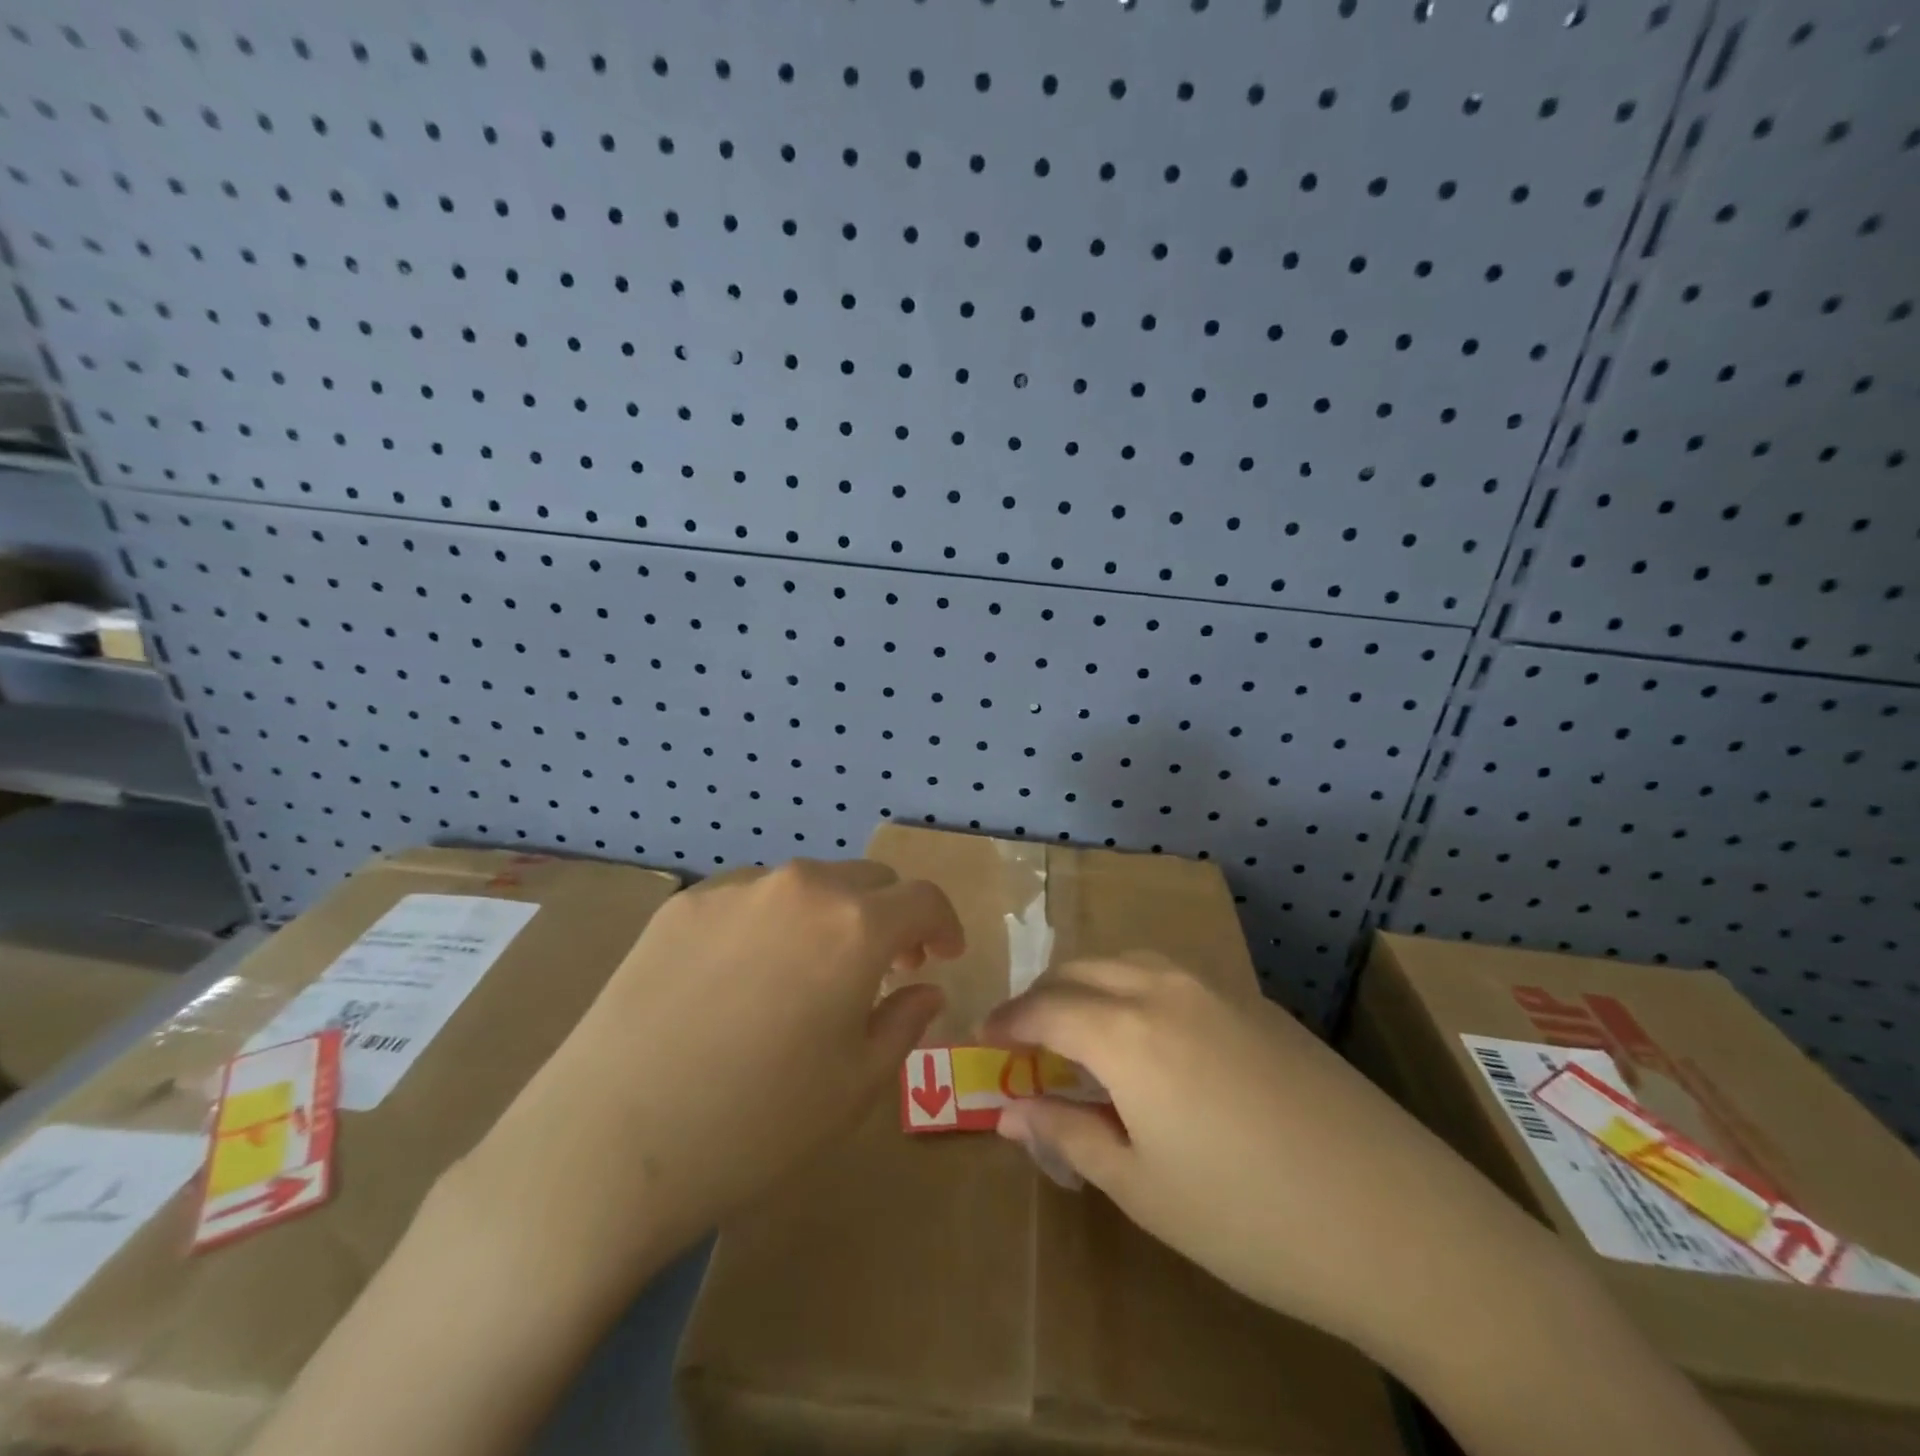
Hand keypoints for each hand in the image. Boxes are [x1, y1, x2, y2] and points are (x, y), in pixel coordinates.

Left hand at [465, 859, 963, 1275]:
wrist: (608, 1146)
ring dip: (829, 918)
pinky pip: (750, 899)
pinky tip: (743, 981)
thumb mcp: (855, 1085)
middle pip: (867, 881)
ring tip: (810, 975)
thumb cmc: (756, 1125)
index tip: (943, 957)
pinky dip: (771, 924)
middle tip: (885, 969)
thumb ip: (904, 1023)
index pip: (923, 899)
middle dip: (889, 918)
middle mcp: (799, 887)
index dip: (944, 925)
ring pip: (807, 886)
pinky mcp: (681, 906)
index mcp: (854, 926)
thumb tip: (925, 989)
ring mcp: (734, 889)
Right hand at [983, 954, 1562, 1359]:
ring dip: (1091, 983)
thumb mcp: (1143, 1188)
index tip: (982, 1038)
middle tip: (1025, 1036)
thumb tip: (1011, 1110)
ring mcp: (1218, 988)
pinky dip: (1137, 988)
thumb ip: (1069, 1136)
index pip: (1045, 1008)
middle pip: (1083, 970)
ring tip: (1080, 1028)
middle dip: (1043, 996)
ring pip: (1130, 961)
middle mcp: (1166, 989)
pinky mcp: (1258, 1002)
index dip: (1007, 1021)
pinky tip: (1150, 1035)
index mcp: (1127, 1032)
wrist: (1399, 1221)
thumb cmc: (1251, 1219)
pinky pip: (1174, 975)